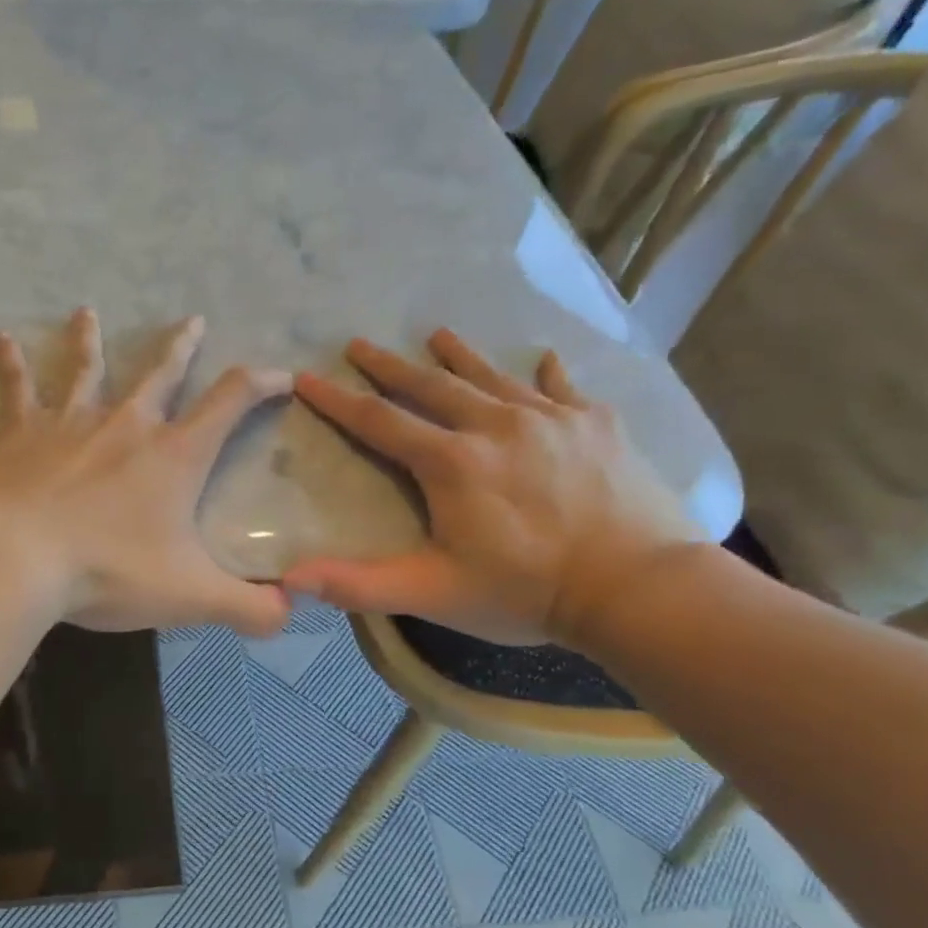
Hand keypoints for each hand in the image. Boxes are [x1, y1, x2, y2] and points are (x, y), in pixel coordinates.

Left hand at [0, 309, 292, 635]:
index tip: (280, 374)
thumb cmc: (108, 572)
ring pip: (86, 369)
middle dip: (181, 347)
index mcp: (173, 456)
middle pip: (160, 374)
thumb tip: (290, 614)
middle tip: (193, 320)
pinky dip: (9, 364)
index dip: (260, 384)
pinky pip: (16, 389)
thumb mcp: (190, 597)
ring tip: (87, 312)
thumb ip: (247, 608)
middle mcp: (126, 425)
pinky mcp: (19, 433)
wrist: (15, 560)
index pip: (230, 402)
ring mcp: (69, 422)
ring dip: (90, 341)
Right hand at [284, 331, 699, 647]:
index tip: (307, 377)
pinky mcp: (596, 424)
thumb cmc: (525, 591)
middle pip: (431, 386)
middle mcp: (495, 426)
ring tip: (438, 335)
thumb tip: (290, 579)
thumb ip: (359, 584)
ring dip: (460, 356)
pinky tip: (543, 360)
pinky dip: (548, 374)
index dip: (338, 401)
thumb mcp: (432, 593)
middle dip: (389, 366)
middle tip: (358, 344)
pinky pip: (564, 388)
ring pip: (492, 377)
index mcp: (451, 462)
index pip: (380, 422)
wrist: (636, 588)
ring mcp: (550, 419)